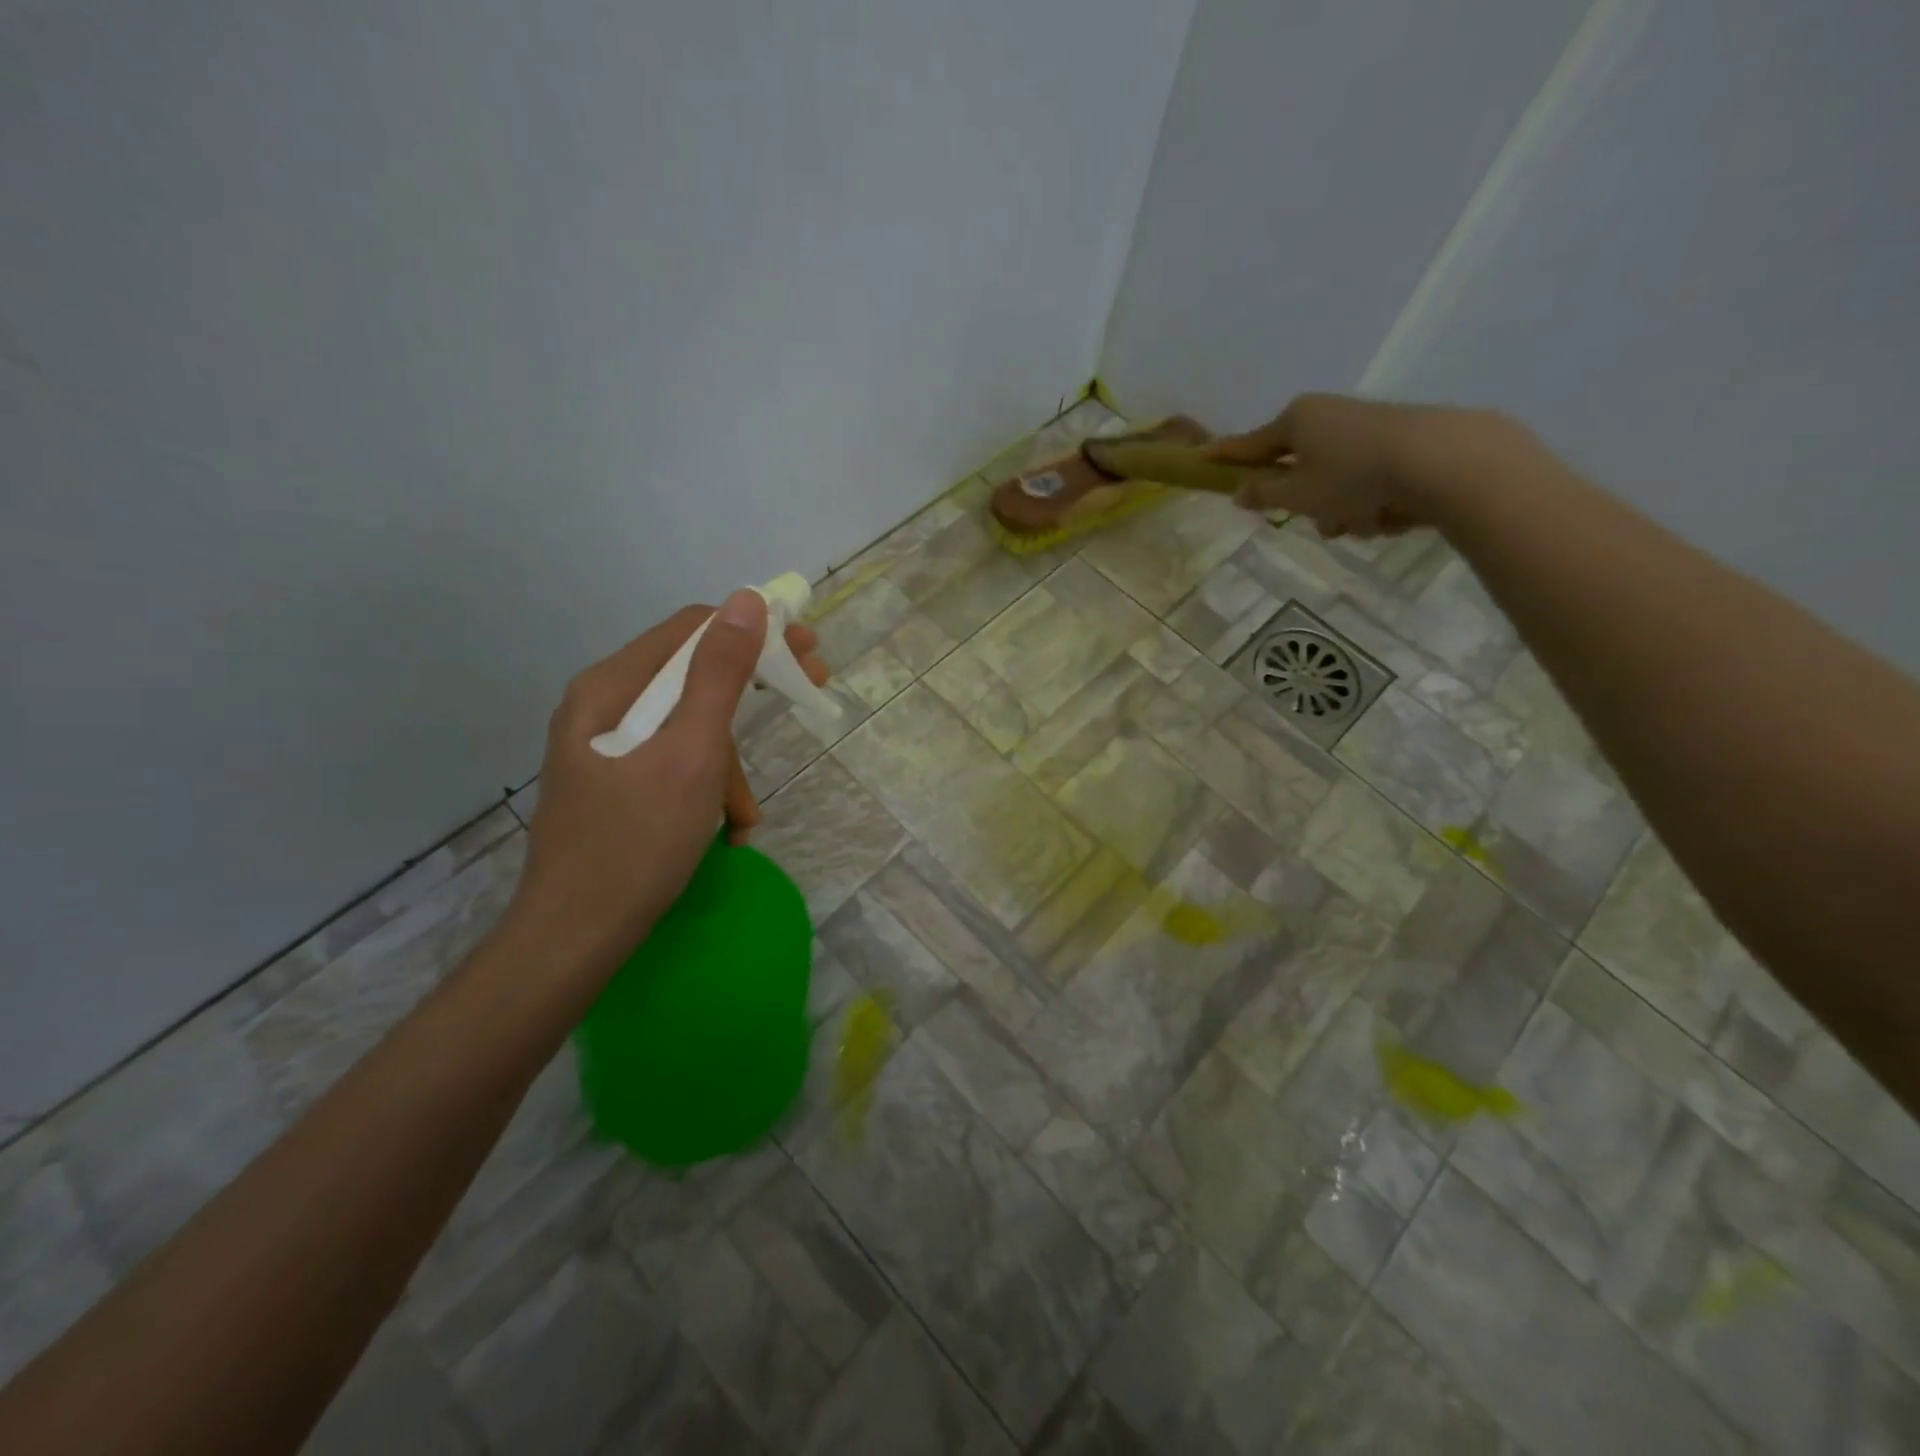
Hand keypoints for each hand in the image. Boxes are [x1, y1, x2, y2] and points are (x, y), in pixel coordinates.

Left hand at [507, 591, 830, 972]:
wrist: (574, 939)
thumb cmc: (637, 842)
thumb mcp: (692, 754)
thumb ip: (720, 675)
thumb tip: (746, 599)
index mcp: (610, 686)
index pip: (692, 628)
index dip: (754, 631)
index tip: (807, 652)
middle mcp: (603, 705)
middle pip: (691, 676)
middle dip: (749, 697)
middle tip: (808, 694)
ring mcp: (605, 747)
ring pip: (689, 727)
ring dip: (729, 764)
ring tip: (744, 817)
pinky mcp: (614, 783)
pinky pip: (674, 762)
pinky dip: (707, 788)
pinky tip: (724, 830)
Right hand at [1208, 393, 1511, 539]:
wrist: (1443, 461)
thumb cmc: (1353, 477)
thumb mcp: (1297, 494)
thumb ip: (1264, 495)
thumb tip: (1241, 492)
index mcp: (1297, 420)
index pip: (1250, 444)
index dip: (1227, 456)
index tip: (1204, 458)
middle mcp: (1328, 417)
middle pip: (1299, 470)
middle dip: (1309, 503)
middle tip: (1321, 520)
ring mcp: (1366, 428)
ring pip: (1335, 483)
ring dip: (1344, 511)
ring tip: (1365, 522)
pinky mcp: (1400, 443)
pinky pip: (1367, 482)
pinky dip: (1373, 503)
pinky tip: (1393, 513)